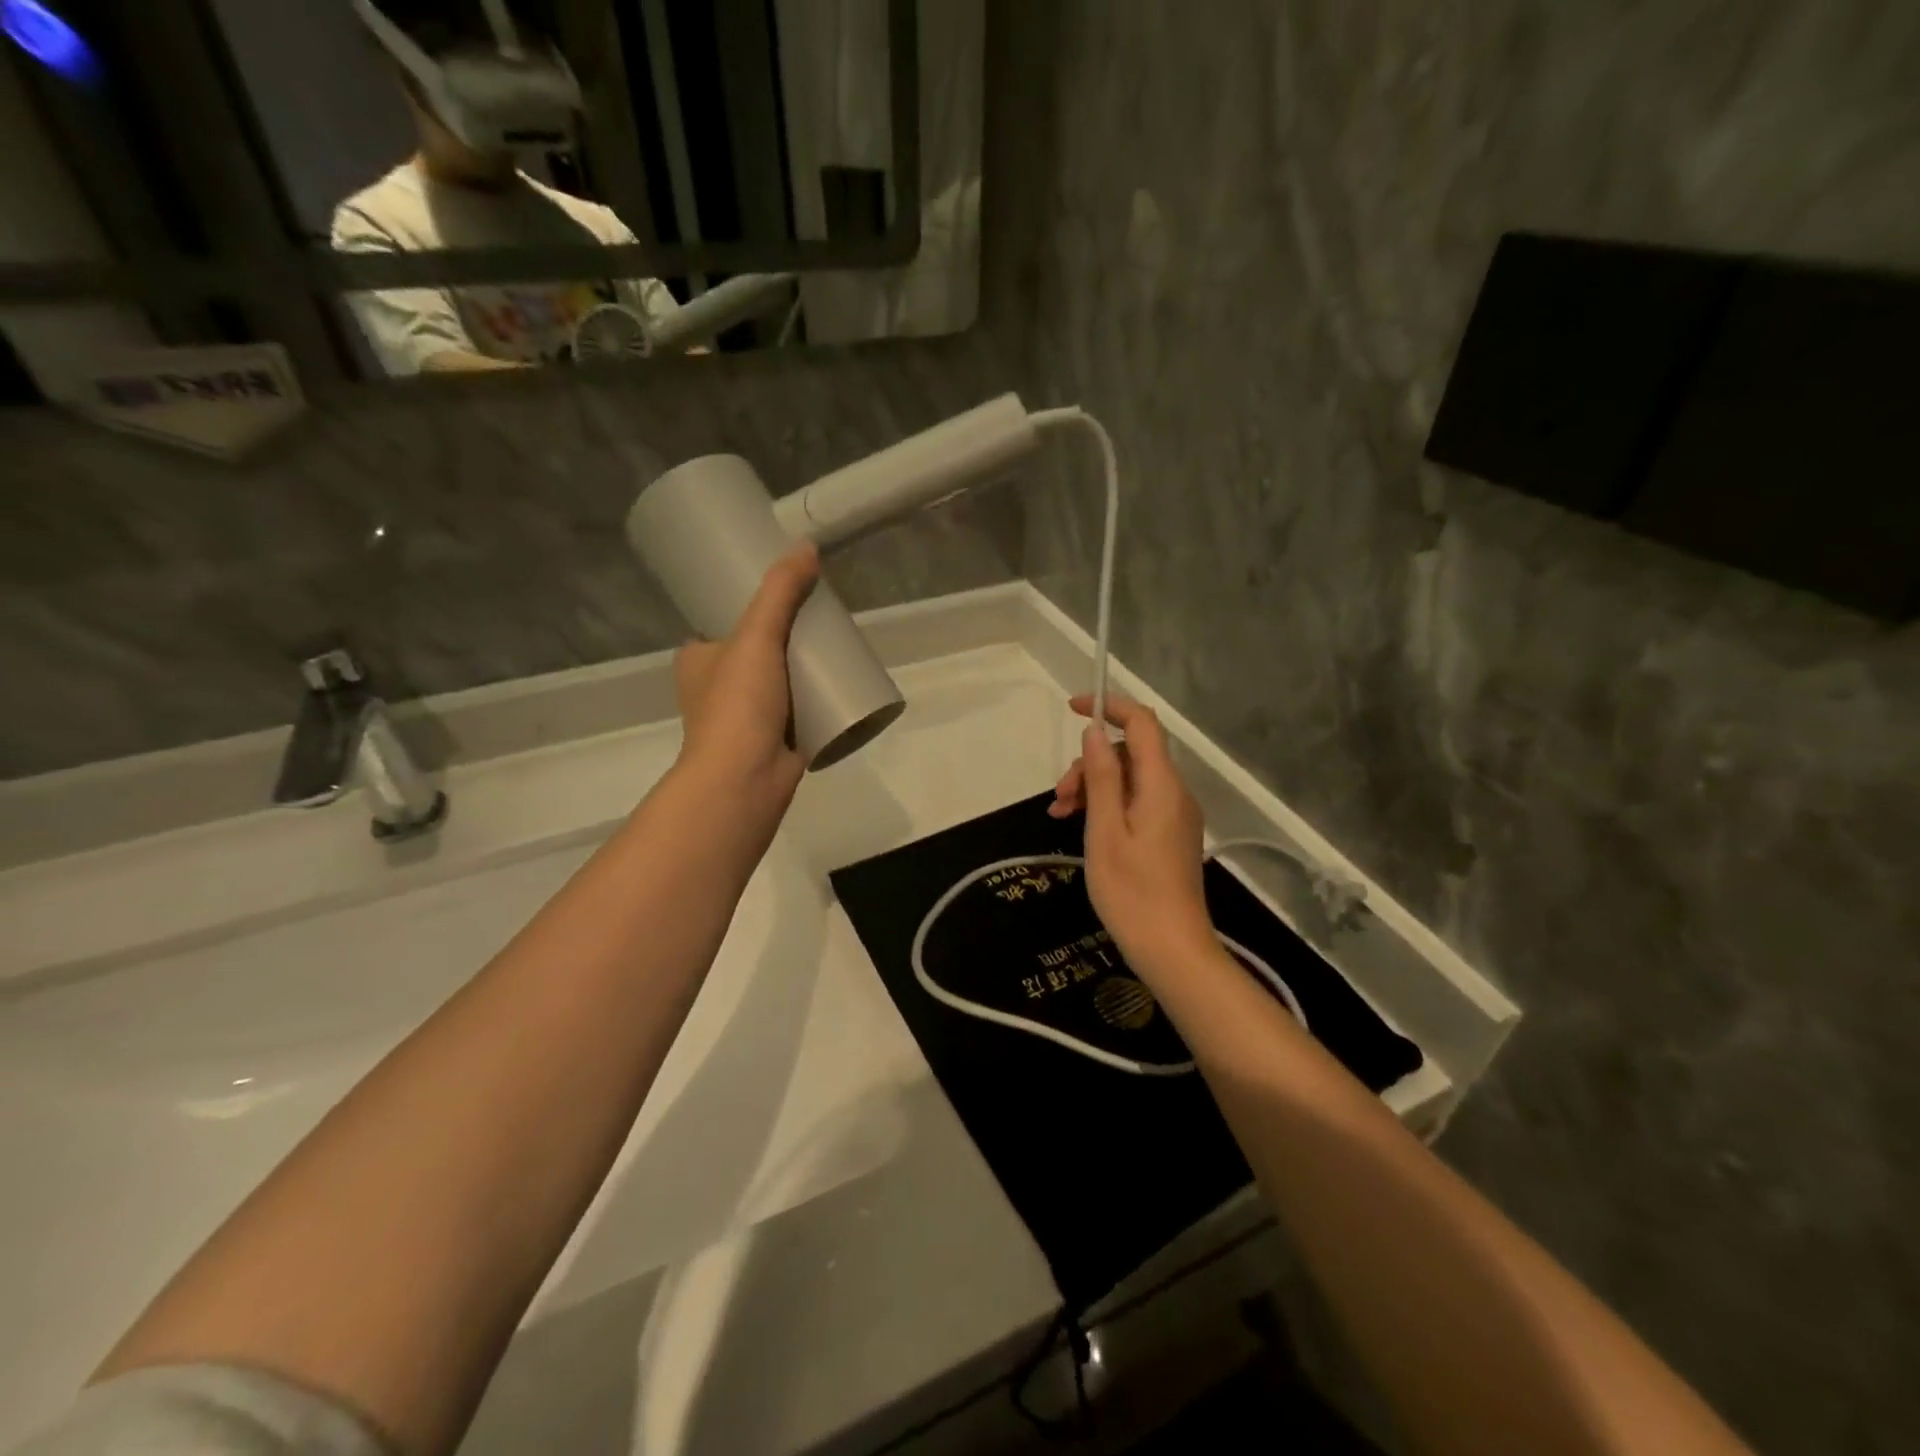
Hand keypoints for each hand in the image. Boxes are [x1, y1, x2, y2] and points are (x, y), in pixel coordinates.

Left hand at [673, 542, 819, 807]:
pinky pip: (798, 709)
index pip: (722, 622)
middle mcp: (716, 686)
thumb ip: (780, 592)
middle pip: (757, 649)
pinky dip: (814, 698)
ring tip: (836, 645)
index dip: (751, 606)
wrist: (745, 778)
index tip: (785, 592)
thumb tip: (806, 546)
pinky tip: (839, 685)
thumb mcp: (756, 636)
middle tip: (821, 616)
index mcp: (697, 659)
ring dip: (802, 668)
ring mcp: (746, 715)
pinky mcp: (774, 739)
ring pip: (779, 680)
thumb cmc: (737, 705)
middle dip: (786, 636)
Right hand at [1048, 695, 1216, 982]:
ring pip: (1130, 779)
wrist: (1172, 950)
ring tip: (1060, 814)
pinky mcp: (1170, 835)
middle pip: (1131, 753)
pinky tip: (1080, 826)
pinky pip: (1136, 802)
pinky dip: (1107, 806)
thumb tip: (1094, 731)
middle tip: (1060, 797)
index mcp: (1161, 785)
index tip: (1071, 709)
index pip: (1142, 723)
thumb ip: (1102, 777)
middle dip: (1091, 763)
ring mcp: (1174, 815)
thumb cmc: (1132, 891)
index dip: (1109, 707)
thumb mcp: (1105, 831)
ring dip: (1094, 787)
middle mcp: (1174, 792)